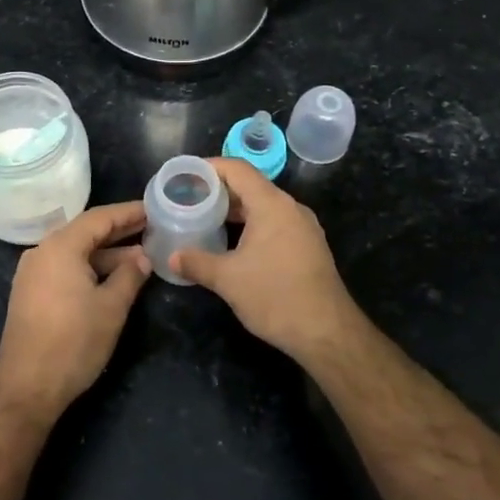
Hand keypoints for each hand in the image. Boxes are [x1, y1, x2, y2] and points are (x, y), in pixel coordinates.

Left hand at [0, 202, 151, 420]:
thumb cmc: (73, 343)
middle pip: (85, 233)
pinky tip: (112, 278)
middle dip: (119, 232)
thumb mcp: (111, 308)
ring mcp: (33, 274)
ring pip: (75, 253)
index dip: (128, 213)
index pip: (99, 218)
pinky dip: (89, 268)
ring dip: (106, 254)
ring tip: (141, 258)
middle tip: (152, 228)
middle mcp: (42, 252)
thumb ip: (130, 276)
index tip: (153, 209)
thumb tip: (142, 258)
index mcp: (60, 247)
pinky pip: (64, 269)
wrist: (27, 388)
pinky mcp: (30, 294)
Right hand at [172, 159, 363, 363]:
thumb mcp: (228, 280)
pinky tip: (233, 244)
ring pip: (263, 206)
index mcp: (271, 205)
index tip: (185, 177)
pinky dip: (251, 225)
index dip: (209, 168)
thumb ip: (197, 263)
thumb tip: (172, 258)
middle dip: (219, 191)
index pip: (237, 169)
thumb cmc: (275, 296)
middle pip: (250, 186)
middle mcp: (290, 208)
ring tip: (205, 220)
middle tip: (189, 201)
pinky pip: (275, 223)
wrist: (327, 332)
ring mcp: (303, 227)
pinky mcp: (308, 246)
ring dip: (235, 211)